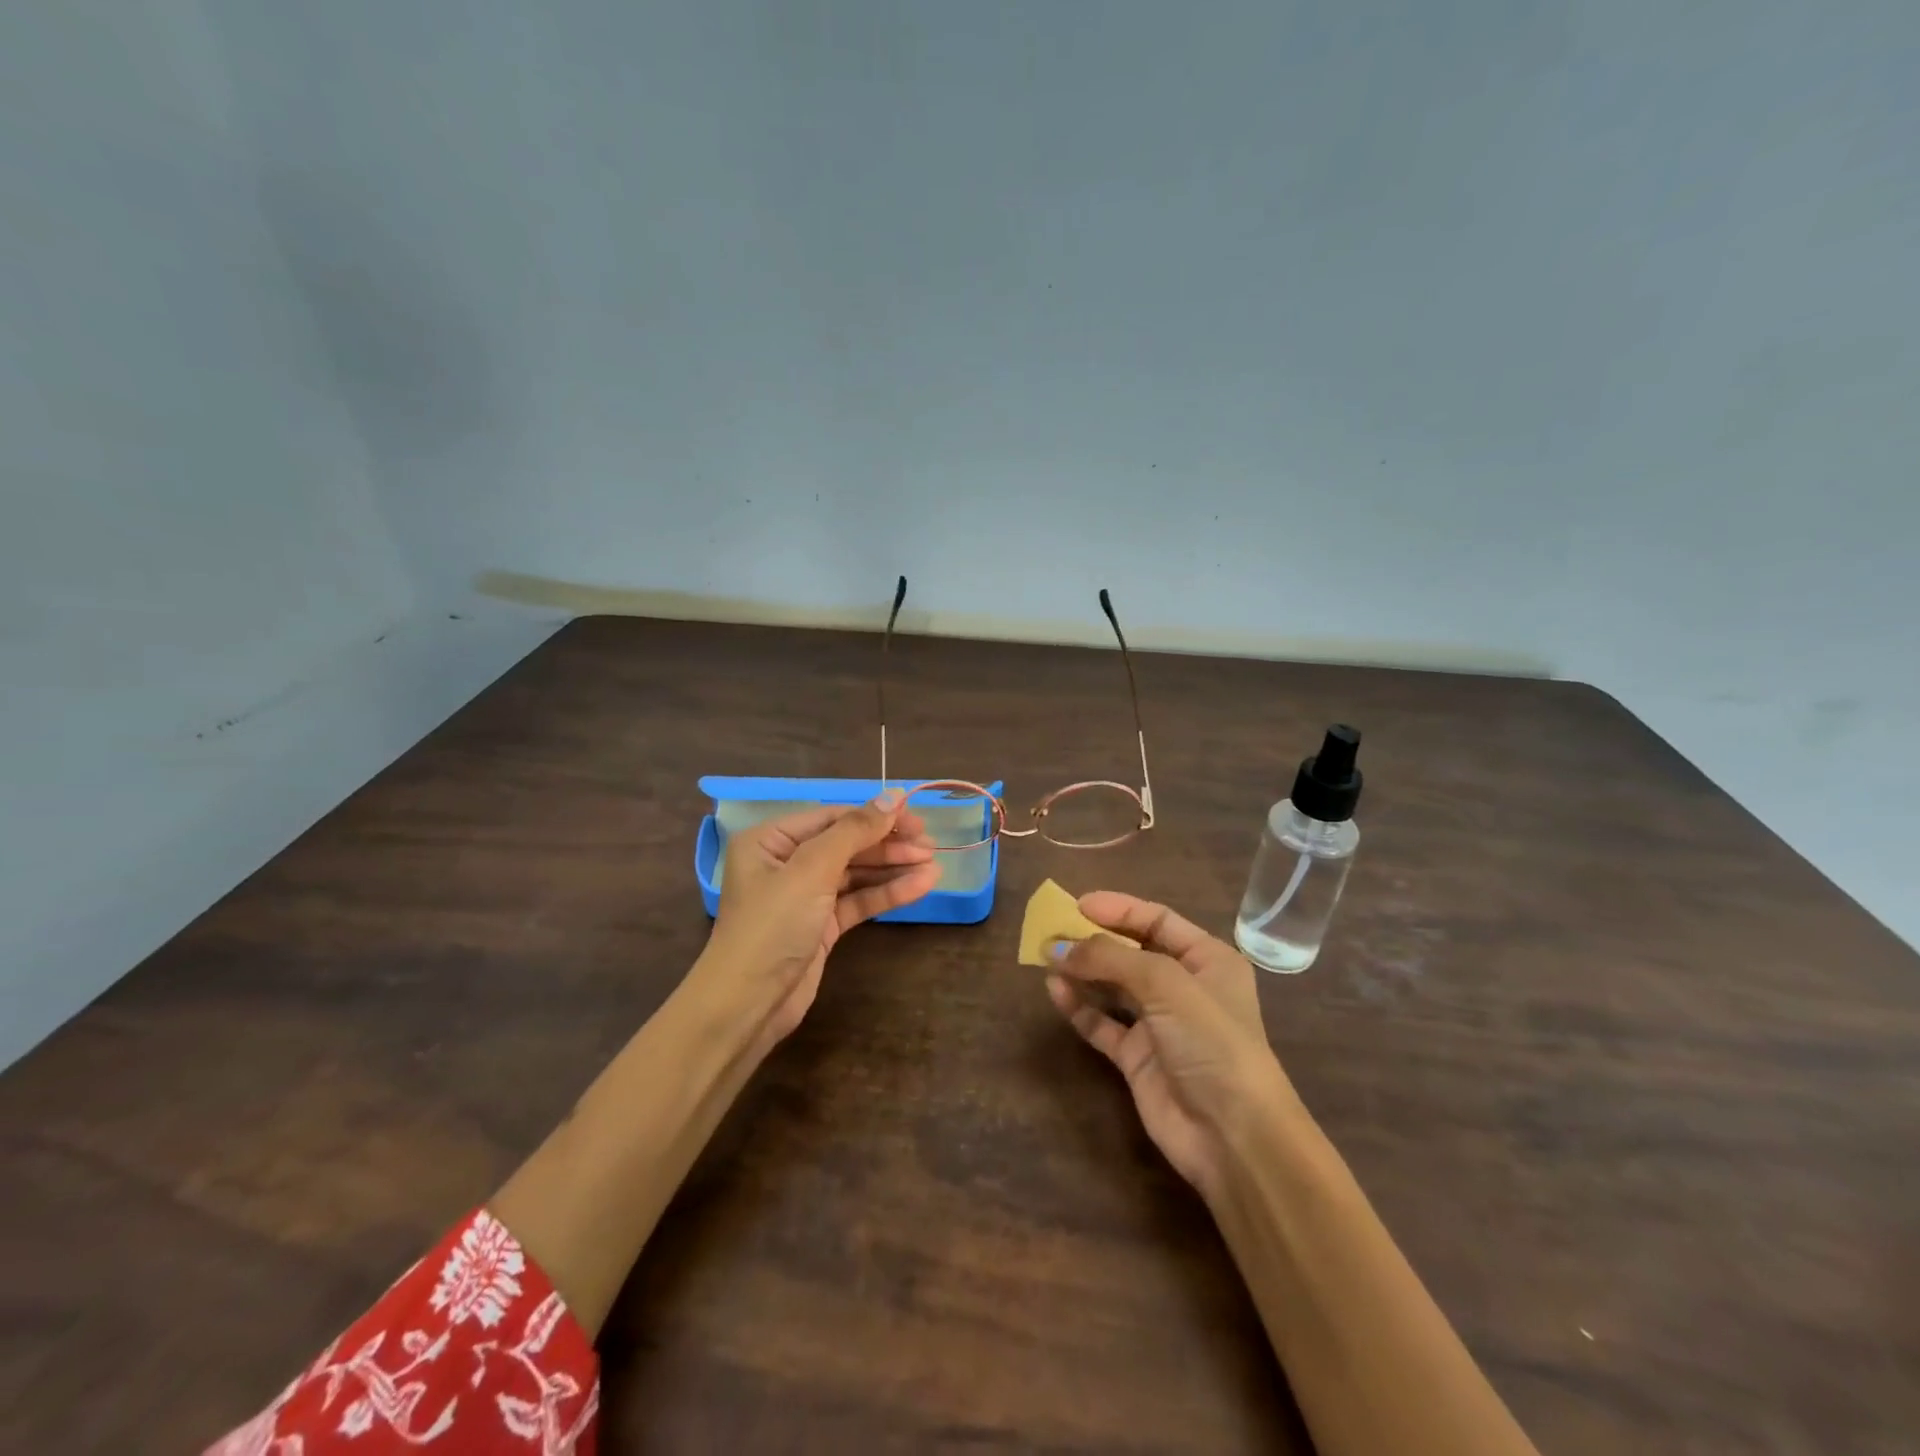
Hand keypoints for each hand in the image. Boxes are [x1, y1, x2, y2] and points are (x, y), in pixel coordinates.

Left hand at [698, 789, 940, 1054]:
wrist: (748, 1005)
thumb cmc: (772, 926)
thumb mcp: (812, 870)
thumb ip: (854, 831)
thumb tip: (894, 796)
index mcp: (771, 840)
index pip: (831, 817)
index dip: (874, 815)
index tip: (915, 818)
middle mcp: (786, 863)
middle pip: (846, 844)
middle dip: (888, 844)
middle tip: (930, 845)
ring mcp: (805, 896)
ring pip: (856, 873)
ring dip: (893, 868)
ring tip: (934, 865)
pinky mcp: (821, 926)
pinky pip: (858, 901)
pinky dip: (887, 893)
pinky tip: (921, 886)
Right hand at [1046, 891, 1302, 1202]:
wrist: (1232, 1135)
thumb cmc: (1211, 1041)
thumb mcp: (1165, 984)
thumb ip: (1111, 958)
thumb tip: (1059, 948)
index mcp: (1207, 959)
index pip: (1157, 920)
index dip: (1118, 909)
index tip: (1077, 904)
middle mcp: (1183, 987)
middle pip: (1131, 951)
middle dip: (1093, 940)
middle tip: (1053, 931)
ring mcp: (1159, 1024)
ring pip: (1113, 986)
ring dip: (1083, 971)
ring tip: (1046, 958)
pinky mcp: (1138, 1059)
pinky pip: (1102, 1023)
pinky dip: (1079, 1007)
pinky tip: (1055, 991)